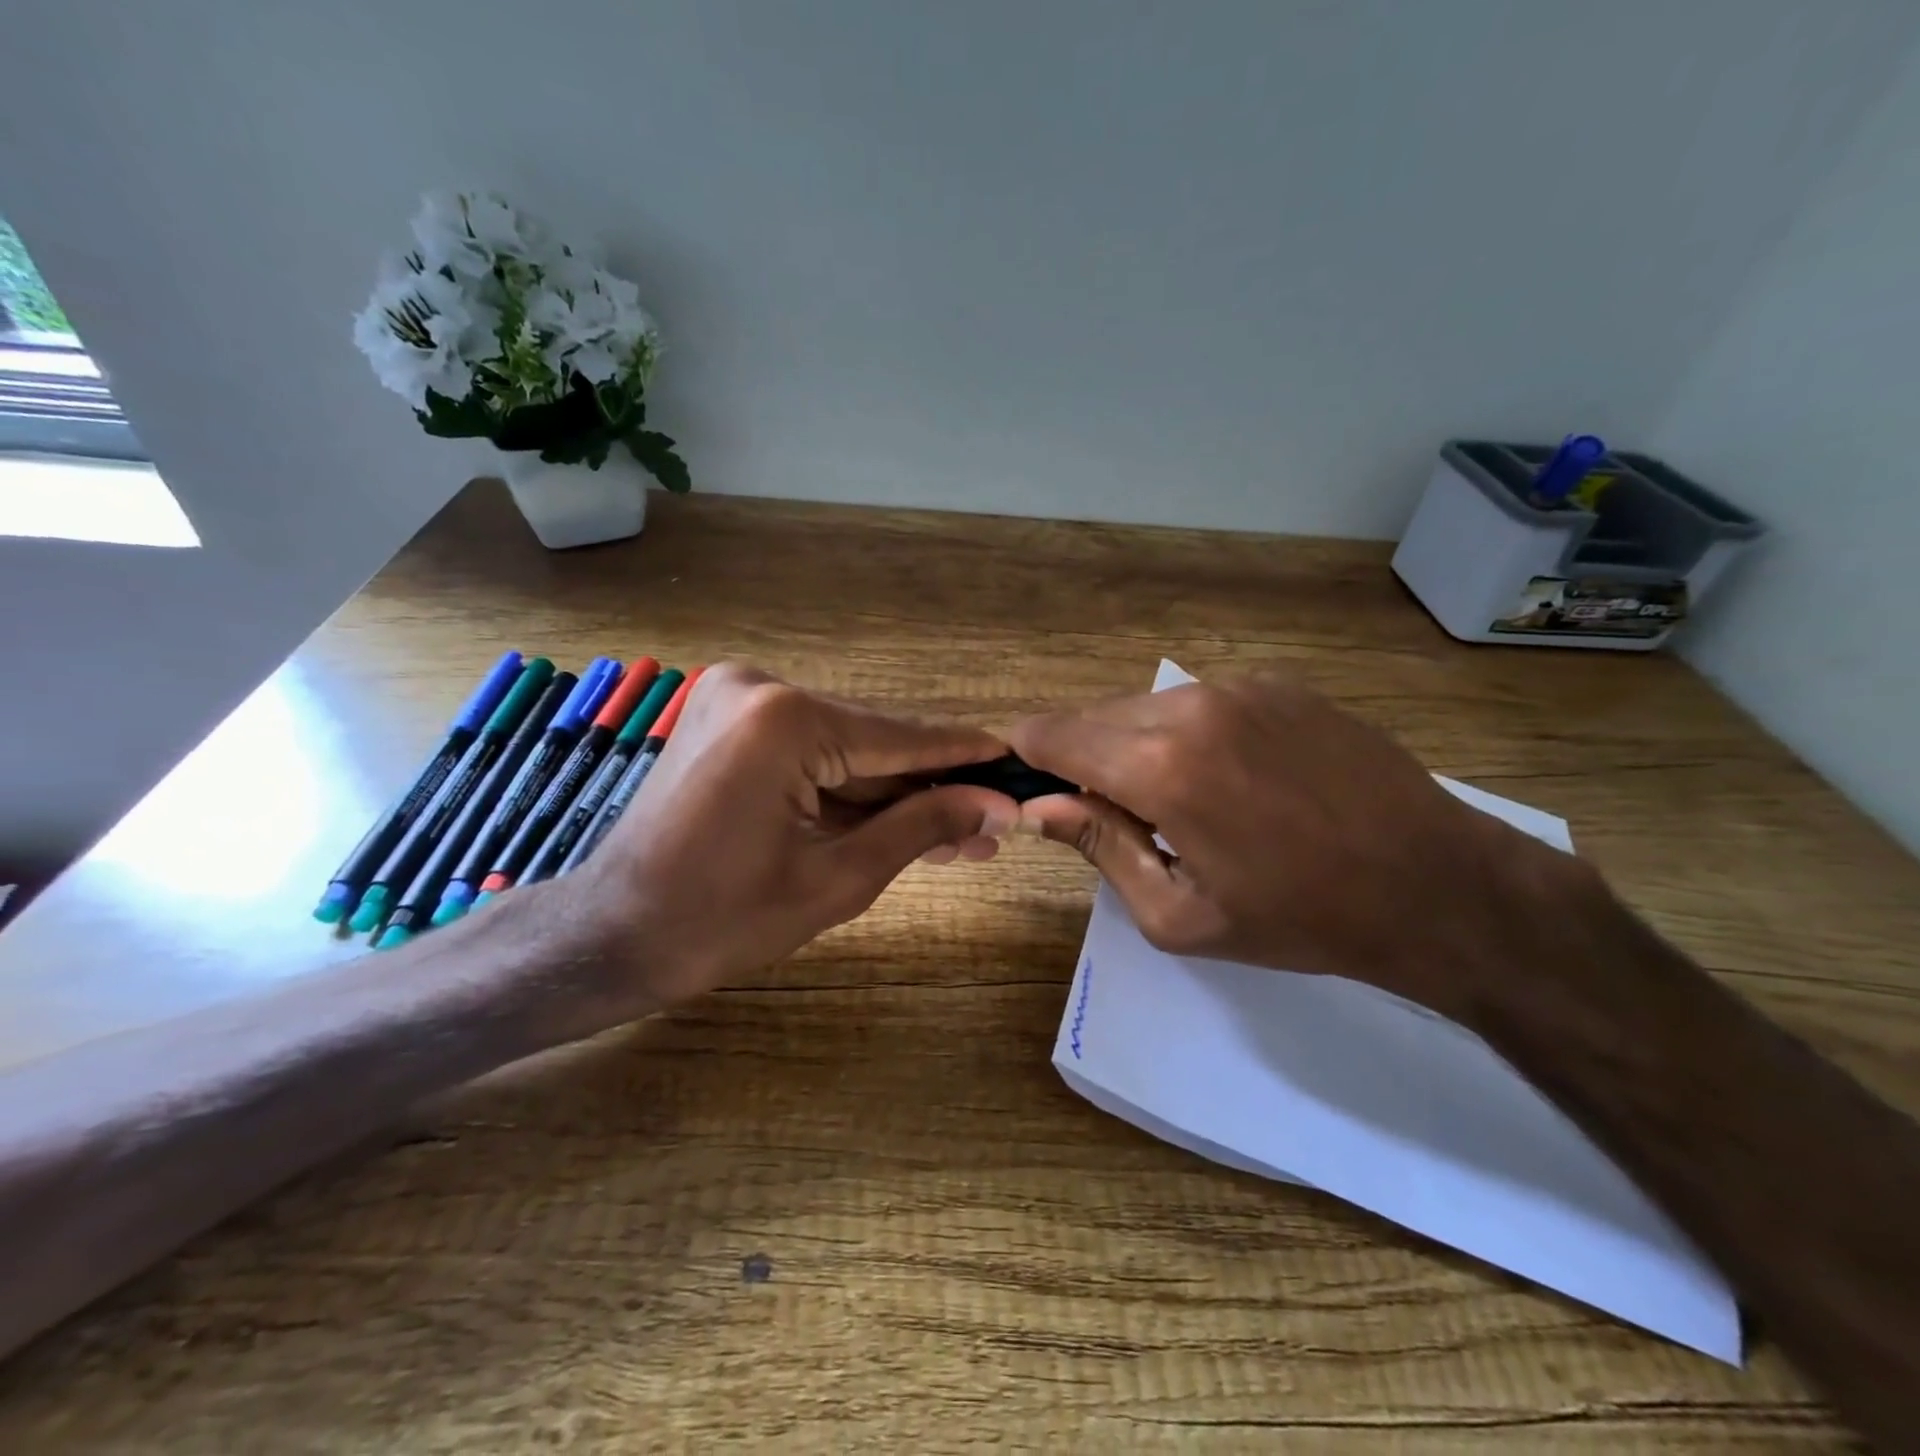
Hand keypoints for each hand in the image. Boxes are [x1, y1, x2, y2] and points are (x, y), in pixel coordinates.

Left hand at [558, 665, 1018, 1015]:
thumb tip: (997, 806)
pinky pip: (808, 752)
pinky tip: (898, 820)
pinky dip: (847, 788)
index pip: (900, 738)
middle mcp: (761, 687)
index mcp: (785, 721)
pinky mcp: (727, 719)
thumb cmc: (721, 921)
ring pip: (842, 749)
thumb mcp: (839, 879)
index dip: (964, 757)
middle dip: (929, 788)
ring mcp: (737, 698)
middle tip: (990, 824)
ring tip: (958, 834)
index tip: (1016, 763)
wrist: (611, 935)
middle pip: (872, 742)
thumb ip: (922, 827)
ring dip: (893, 794)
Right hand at [1009, 675, 1583, 1015]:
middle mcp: (1192, 706)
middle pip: (1096, 715)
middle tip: (1107, 811)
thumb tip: (1038, 807)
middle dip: (1082, 756)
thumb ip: (1099, 848)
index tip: (1026, 780)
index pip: (1055, 735)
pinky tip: (1226, 776)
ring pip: (1147, 706)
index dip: (1028, 754)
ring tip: (1172, 799)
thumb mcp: (1179, 914)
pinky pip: (1200, 702)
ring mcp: (1241, 686)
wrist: (1439, 885)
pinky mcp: (1279, 684)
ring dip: (1134, 743)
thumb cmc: (1299, 918)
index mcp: (1161, 766)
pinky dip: (1186, 732)